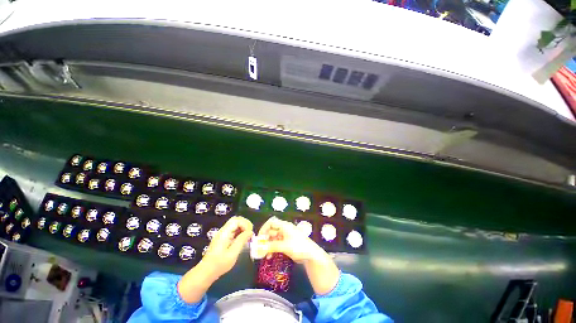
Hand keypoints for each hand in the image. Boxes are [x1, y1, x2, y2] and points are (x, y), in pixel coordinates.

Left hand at [203, 216, 253, 277]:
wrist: (206, 272)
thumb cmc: (220, 264)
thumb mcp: (233, 253)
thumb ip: (242, 240)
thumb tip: (251, 231)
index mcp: (225, 233)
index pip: (237, 220)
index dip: (245, 224)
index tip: (249, 233)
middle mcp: (223, 230)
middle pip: (236, 220)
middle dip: (245, 224)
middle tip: (250, 233)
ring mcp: (223, 234)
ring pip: (235, 224)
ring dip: (243, 228)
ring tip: (247, 237)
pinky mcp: (223, 238)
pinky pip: (233, 230)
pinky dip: (240, 232)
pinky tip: (242, 240)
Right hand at [257, 217, 322, 262]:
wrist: (310, 255)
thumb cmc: (298, 247)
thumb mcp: (284, 246)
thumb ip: (272, 246)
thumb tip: (260, 248)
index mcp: (284, 226)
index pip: (271, 222)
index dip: (264, 228)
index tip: (259, 238)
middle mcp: (284, 229)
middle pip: (271, 231)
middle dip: (265, 239)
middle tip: (259, 248)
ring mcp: (285, 236)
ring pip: (273, 238)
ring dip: (268, 245)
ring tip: (263, 254)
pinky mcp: (286, 243)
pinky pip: (276, 244)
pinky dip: (272, 249)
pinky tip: (269, 256)